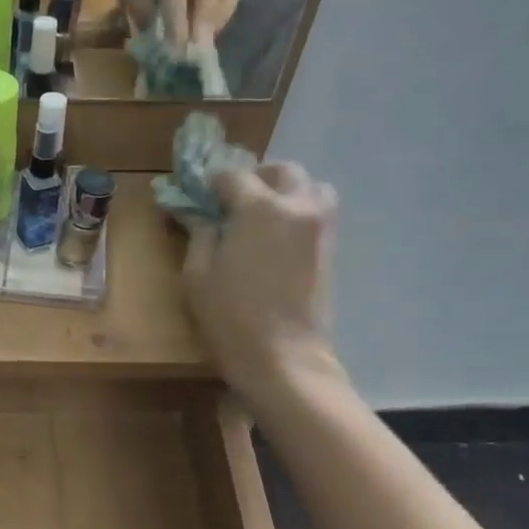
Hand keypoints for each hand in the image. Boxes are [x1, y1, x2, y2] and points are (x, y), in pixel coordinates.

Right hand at [183, 163, 342, 402]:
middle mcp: (297, 206)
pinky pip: (318, 212)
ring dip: (286, 191)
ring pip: (310, 187)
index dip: (213, 183)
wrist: (282, 356)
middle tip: (233, 200)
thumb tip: (199, 213)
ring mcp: (321, 226)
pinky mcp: (331, 248)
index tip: (199, 195)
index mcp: (260, 208)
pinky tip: (276, 237)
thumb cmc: (230, 317)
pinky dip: (299, 212)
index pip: (234, 177)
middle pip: (282, 172)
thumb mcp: (197, 274)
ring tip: (262, 215)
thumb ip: (200, 233)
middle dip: (256, 178)